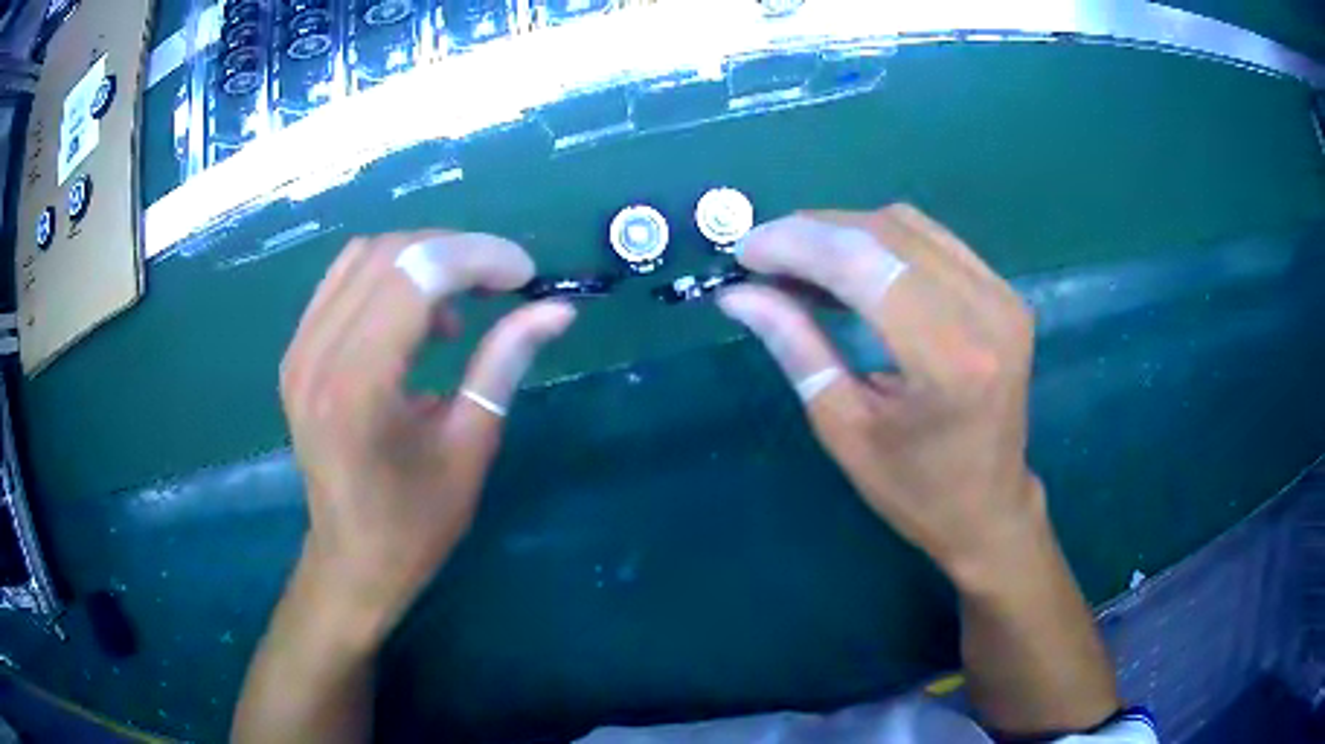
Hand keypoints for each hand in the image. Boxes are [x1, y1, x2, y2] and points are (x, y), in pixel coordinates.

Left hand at [279, 231, 575, 633]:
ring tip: (462, 301)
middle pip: (389, 253)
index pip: (416, 275)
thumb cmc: (414, 525)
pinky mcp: (296, 353)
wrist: (350, 562)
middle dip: (456, 251)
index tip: (526, 275)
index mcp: (358, 386)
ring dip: (422, 259)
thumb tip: (558, 310)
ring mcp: (298, 350)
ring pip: (363, 256)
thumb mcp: (470, 447)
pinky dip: (389, 277)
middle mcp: (316, 354)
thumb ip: (505, 364)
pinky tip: (416, 317)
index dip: (479, 257)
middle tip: (504, 281)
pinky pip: (343, 281)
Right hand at [718, 205, 1043, 583]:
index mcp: (949, 357)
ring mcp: (1002, 294)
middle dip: (811, 232)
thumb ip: (796, 347)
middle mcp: (985, 310)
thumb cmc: (916, 489)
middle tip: (761, 255)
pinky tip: (846, 266)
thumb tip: (739, 295)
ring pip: (906, 225)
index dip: (796, 245)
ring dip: (843, 232)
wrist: (990, 508)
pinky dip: (878, 241)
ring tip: (796, 261)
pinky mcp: (1003, 292)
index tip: (743, 253)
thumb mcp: (845, 427)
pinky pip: (930, 240)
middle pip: (884, 233)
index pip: (863, 264)